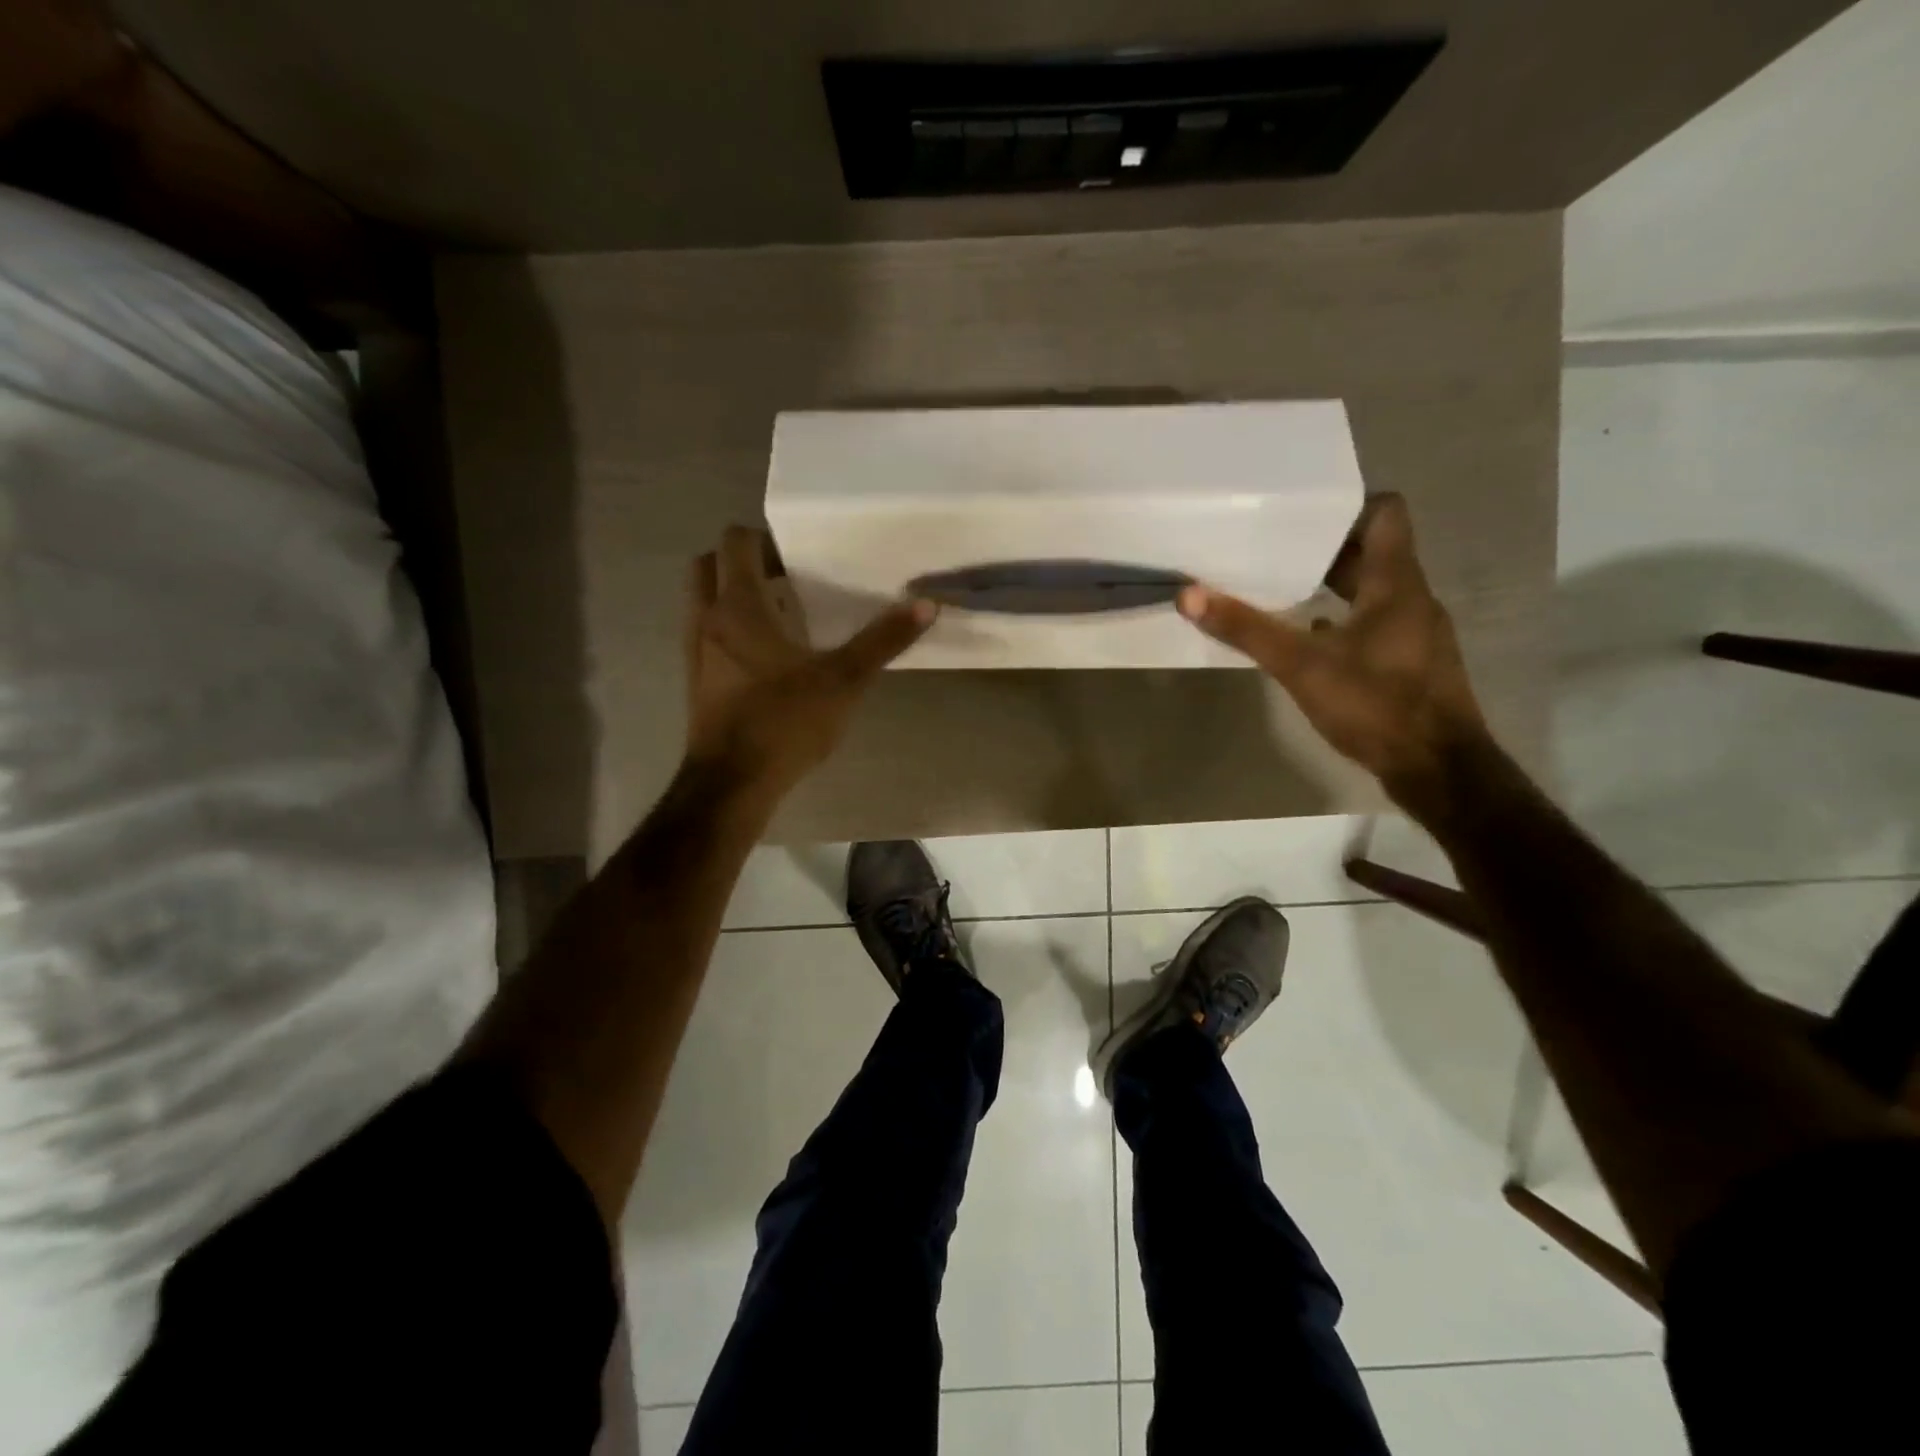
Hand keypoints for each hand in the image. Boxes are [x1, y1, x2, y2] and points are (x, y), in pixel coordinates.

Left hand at [684, 525, 935, 796]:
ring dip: (734, 594)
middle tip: (787, 577)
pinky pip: (707, 633)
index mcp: (738, 606)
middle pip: (710, 564)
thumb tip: (926, 604)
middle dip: (744, 561)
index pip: (736, 542)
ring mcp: (696, 651)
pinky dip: (730, 627)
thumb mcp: (844, 680)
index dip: (765, 537)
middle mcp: (708, 619)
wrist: (732, 784)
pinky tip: (768, 656)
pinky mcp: (697, 680)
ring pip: (704, 600)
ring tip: (782, 613)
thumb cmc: (785, 722)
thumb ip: (883, 640)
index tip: (800, 554)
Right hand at [1178, 494, 1487, 804]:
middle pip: (1373, 553)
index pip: (1385, 514)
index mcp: (1397, 583)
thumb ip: (1247, 629)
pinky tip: (1309, 639)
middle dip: (1325, 550)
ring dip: (1332, 586)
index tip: (1301, 515)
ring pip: (1373, 590)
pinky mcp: (1411, 662)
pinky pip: (1374, 623)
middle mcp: (1413, 598)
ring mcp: (1416, 632)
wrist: (1436, 768)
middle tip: (1274, 550)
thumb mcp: (1301, 665)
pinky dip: (1342, 621)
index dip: (1346, 508)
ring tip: (1283, 590)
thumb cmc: (1375, 704)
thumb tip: (1189, 594)